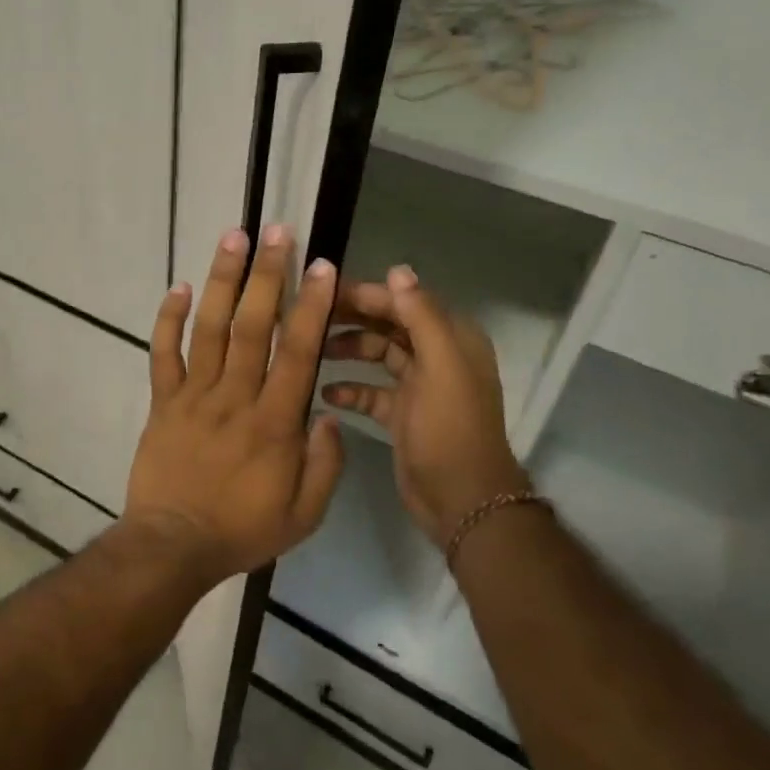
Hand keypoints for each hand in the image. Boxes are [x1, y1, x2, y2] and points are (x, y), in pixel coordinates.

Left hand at [124, 225, 345, 580]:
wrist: (172, 546)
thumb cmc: (243, 531)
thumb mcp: (305, 514)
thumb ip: (326, 464)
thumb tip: (329, 414)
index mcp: (274, 422)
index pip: (297, 352)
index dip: (311, 306)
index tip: (321, 266)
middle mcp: (235, 397)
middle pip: (252, 325)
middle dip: (267, 275)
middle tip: (276, 231)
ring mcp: (193, 396)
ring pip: (208, 328)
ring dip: (221, 281)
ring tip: (232, 238)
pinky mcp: (162, 402)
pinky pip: (162, 354)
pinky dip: (167, 319)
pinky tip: (176, 286)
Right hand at [320, 266, 527, 547]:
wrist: (461, 499)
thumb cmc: (450, 428)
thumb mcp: (440, 366)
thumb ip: (421, 316)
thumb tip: (397, 269)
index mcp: (451, 339)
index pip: (405, 302)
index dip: (368, 294)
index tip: (325, 290)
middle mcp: (435, 356)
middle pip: (388, 325)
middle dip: (352, 319)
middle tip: (308, 316)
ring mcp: (417, 386)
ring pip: (376, 355)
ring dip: (347, 350)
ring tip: (311, 352)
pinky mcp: (400, 414)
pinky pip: (369, 391)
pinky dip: (349, 389)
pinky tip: (325, 393)